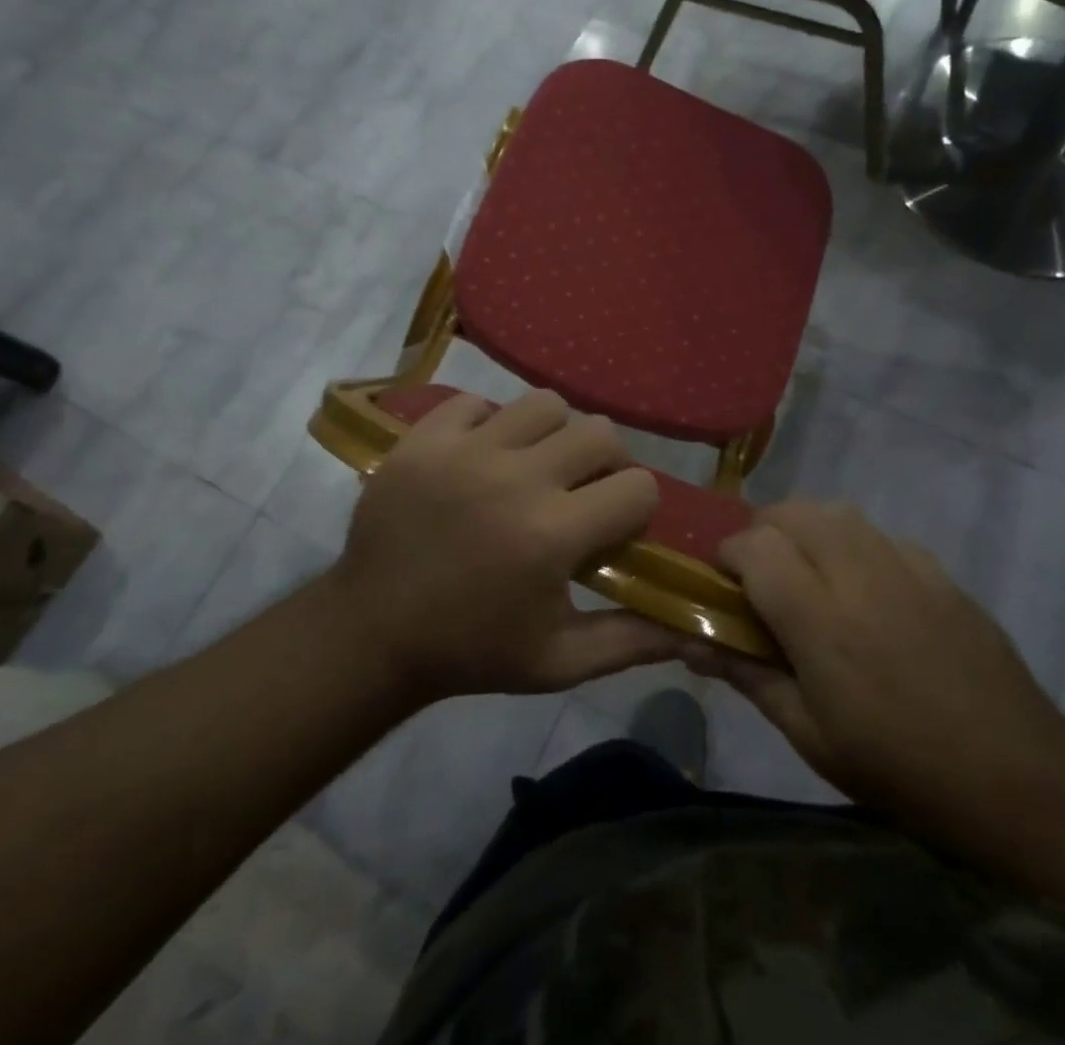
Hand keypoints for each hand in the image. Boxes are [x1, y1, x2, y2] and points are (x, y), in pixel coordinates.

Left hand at [327, 389, 679, 703]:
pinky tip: (482, 458)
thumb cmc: (472, 650)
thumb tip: (693, 630)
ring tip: (534, 467)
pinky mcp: (424, 438)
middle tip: (581, 492)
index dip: (635, 510)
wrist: (372, 632)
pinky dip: (490, 424)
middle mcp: (515, 479)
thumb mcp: (558, 662)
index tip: (611, 531)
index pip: (638, 487)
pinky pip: (477, 402)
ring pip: (543, 404)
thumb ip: (631, 641)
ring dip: (553, 434)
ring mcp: (465, 450)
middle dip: (605, 463)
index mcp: (552, 534)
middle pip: (600, 432)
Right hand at [693, 501, 1064, 845]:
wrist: (1019, 778)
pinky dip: (853, 544)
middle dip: (762, 532)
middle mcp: (857, 573)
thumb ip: (746, 675)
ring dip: (806, 529)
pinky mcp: (938, 570)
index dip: (726, 556)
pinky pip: (879, 534)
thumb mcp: (810, 736)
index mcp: (819, 618)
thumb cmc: (901, 769)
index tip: (723, 587)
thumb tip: (687, 642)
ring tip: (807, 574)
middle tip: (760, 578)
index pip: (754, 546)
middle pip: (792, 512)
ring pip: (835, 511)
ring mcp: (904, 565)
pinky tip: (865, 590)